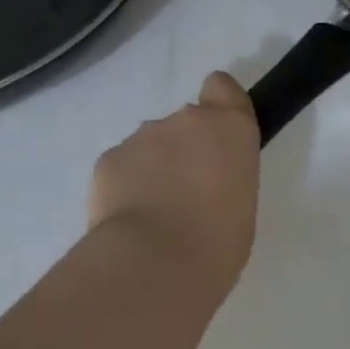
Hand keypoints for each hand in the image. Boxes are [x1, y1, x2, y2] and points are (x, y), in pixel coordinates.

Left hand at [90, 72, 260, 287]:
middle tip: (184, 194)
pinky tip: (129, 220)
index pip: (221, 87)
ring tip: (153, 216)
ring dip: (153, 168)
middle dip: (183, 149)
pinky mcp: (108, 157)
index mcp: (229, 128)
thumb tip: (199, 182)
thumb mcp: (240, 204)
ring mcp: (143, 135)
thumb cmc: (217, 242)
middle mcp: (187, 119)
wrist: (155, 262)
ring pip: (150, 145)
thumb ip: (222, 176)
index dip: (218, 103)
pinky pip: (122, 166)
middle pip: (185, 122)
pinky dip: (124, 186)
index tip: (216, 134)